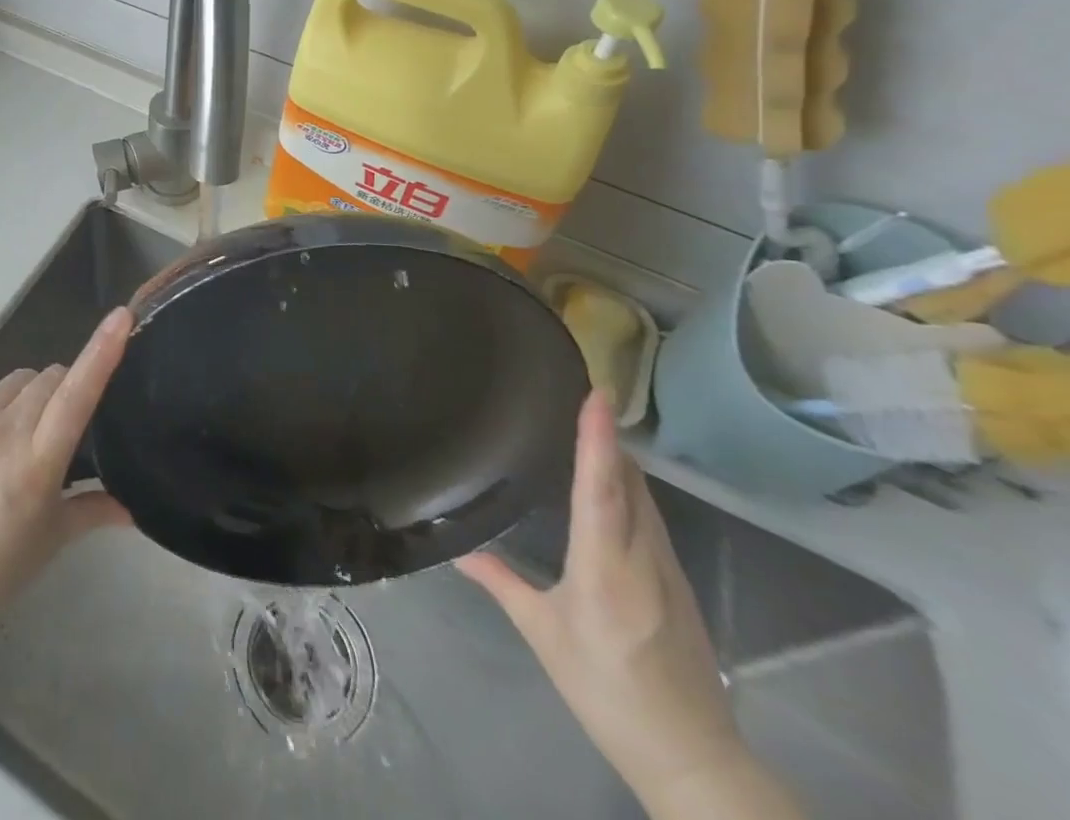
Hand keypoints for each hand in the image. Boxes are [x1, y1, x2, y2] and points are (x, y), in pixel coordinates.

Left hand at [0, 307, 133, 642]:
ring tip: (22, 435)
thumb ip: (95, 510)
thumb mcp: (52, 540)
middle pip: (50, 377)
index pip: (77, 393)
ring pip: (17, 381)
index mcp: (37, 462)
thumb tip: (134, 509)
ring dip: (31, 395)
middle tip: (61, 428)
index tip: (121, 316)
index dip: (102, 351)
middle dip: (65, 390)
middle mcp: (4, 430)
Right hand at [455, 392, 747, 806]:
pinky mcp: (679, 584)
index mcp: (605, 567)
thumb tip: (458, 552)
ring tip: (592, 430)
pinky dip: (630, 490)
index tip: (597, 394)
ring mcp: (668, 569)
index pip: (601, 488)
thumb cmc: (606, 691)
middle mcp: (642, 557)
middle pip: (629, 483)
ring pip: (645, 499)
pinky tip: (612, 489)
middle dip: (608, 438)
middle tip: (582, 396)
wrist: (692, 758)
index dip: (597, 439)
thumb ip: (503, 585)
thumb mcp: (544, 637)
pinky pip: (651, 519)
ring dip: (620, 461)